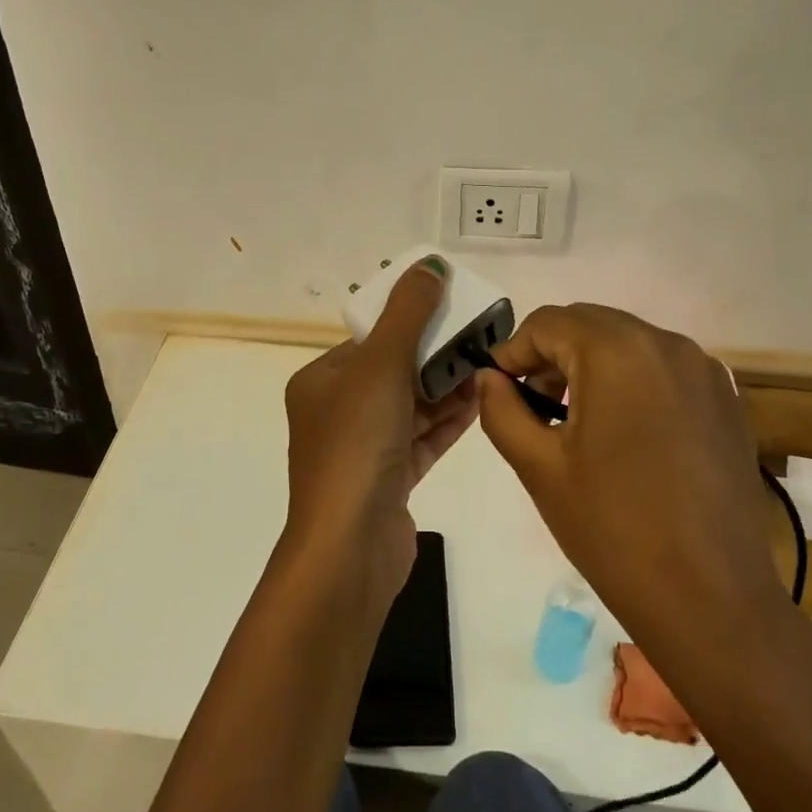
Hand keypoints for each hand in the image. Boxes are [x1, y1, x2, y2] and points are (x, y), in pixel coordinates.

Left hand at [283, 257, 477, 611]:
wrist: (350, 547)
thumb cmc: (356, 444)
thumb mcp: (381, 366)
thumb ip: (408, 313)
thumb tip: (429, 264)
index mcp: (320, 382)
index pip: (370, 341)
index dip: (411, 322)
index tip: (453, 310)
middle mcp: (336, 413)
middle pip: (393, 372)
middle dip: (436, 355)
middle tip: (482, 338)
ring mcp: (363, 450)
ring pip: (410, 407)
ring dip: (447, 388)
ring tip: (490, 366)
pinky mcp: (388, 480)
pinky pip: (422, 439)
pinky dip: (448, 422)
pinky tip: (481, 404)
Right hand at [476, 304, 785, 645]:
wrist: (712, 600)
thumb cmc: (613, 530)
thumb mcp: (539, 466)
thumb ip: (501, 409)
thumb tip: (488, 377)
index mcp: (617, 352)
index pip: (548, 322)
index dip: (513, 351)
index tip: (499, 390)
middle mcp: (667, 344)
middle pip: (590, 324)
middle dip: (552, 354)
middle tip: (533, 405)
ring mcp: (705, 371)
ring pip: (629, 343)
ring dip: (592, 365)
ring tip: (576, 421)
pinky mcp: (727, 402)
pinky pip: (664, 369)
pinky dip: (633, 381)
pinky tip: (626, 435)